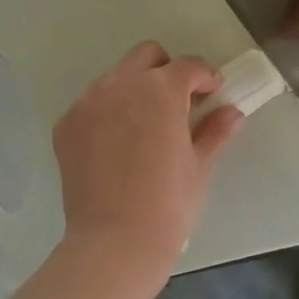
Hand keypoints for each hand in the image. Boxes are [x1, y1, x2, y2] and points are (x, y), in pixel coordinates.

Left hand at [53, 41, 244, 277]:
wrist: (115, 242)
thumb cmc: (168, 204)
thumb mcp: (200, 166)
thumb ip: (215, 131)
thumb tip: (232, 113)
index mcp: (160, 90)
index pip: (188, 66)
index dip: (205, 77)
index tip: (212, 95)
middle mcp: (120, 85)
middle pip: (147, 56)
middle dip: (167, 70)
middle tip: (179, 103)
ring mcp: (87, 103)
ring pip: (116, 77)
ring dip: (135, 89)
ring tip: (145, 126)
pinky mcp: (66, 125)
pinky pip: (91, 104)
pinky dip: (108, 112)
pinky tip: (117, 145)